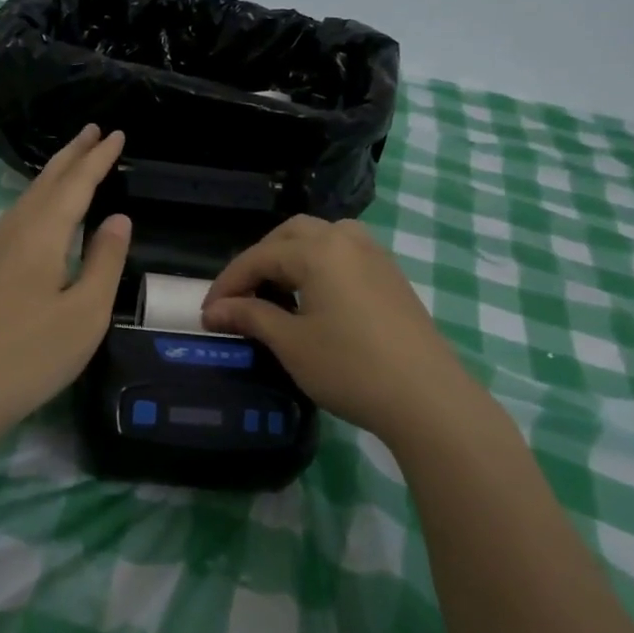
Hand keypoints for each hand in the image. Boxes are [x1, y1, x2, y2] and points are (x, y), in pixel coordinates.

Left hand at [0, 125, 131, 437]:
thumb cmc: (34, 354)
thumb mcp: (86, 312)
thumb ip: (104, 260)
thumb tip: (117, 218)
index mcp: (42, 236)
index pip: (76, 185)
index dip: (98, 159)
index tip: (118, 134)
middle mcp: (16, 233)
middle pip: (47, 182)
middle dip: (72, 154)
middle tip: (94, 128)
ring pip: (29, 197)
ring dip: (54, 173)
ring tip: (73, 157)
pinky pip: (20, 215)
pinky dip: (40, 196)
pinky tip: (42, 208)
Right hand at [201, 216, 471, 436]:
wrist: (427, 398)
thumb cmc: (350, 368)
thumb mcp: (291, 343)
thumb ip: (251, 317)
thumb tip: (215, 311)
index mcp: (319, 250)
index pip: (259, 257)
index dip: (228, 284)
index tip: (206, 314)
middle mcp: (347, 240)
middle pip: (290, 235)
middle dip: (259, 260)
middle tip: (240, 296)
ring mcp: (375, 256)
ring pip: (322, 238)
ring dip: (291, 256)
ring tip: (276, 290)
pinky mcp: (391, 276)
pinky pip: (345, 254)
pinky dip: (319, 264)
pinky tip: (314, 297)